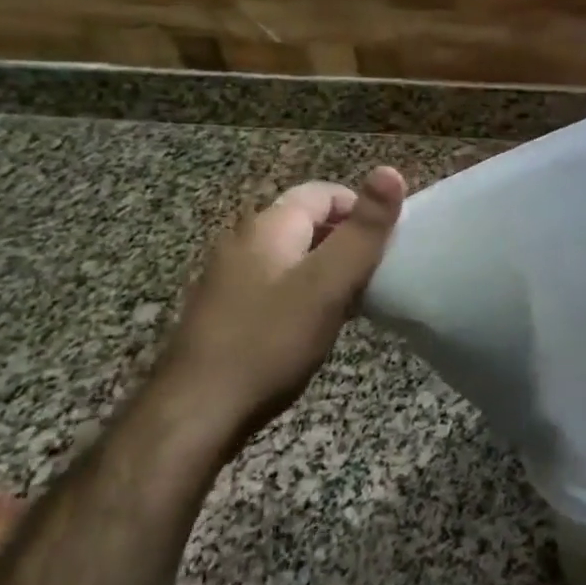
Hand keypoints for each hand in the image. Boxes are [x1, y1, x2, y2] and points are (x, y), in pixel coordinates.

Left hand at [164, 167, 406, 447]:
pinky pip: (275, 284)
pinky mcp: (223, 311)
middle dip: (345, 240)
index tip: (387, 244)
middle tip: (375, 274)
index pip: (324, 192)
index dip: (362, 209)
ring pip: (291, 256)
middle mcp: (243, 240)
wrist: (195, 413)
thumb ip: (364, 229)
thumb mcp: (329, 283)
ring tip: (352, 302)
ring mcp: (228, 277)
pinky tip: (313, 326)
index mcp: (269, 225)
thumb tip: (390, 170)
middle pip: (307, 222)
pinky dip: (302, 293)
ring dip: (326, 269)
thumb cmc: (270, 342)